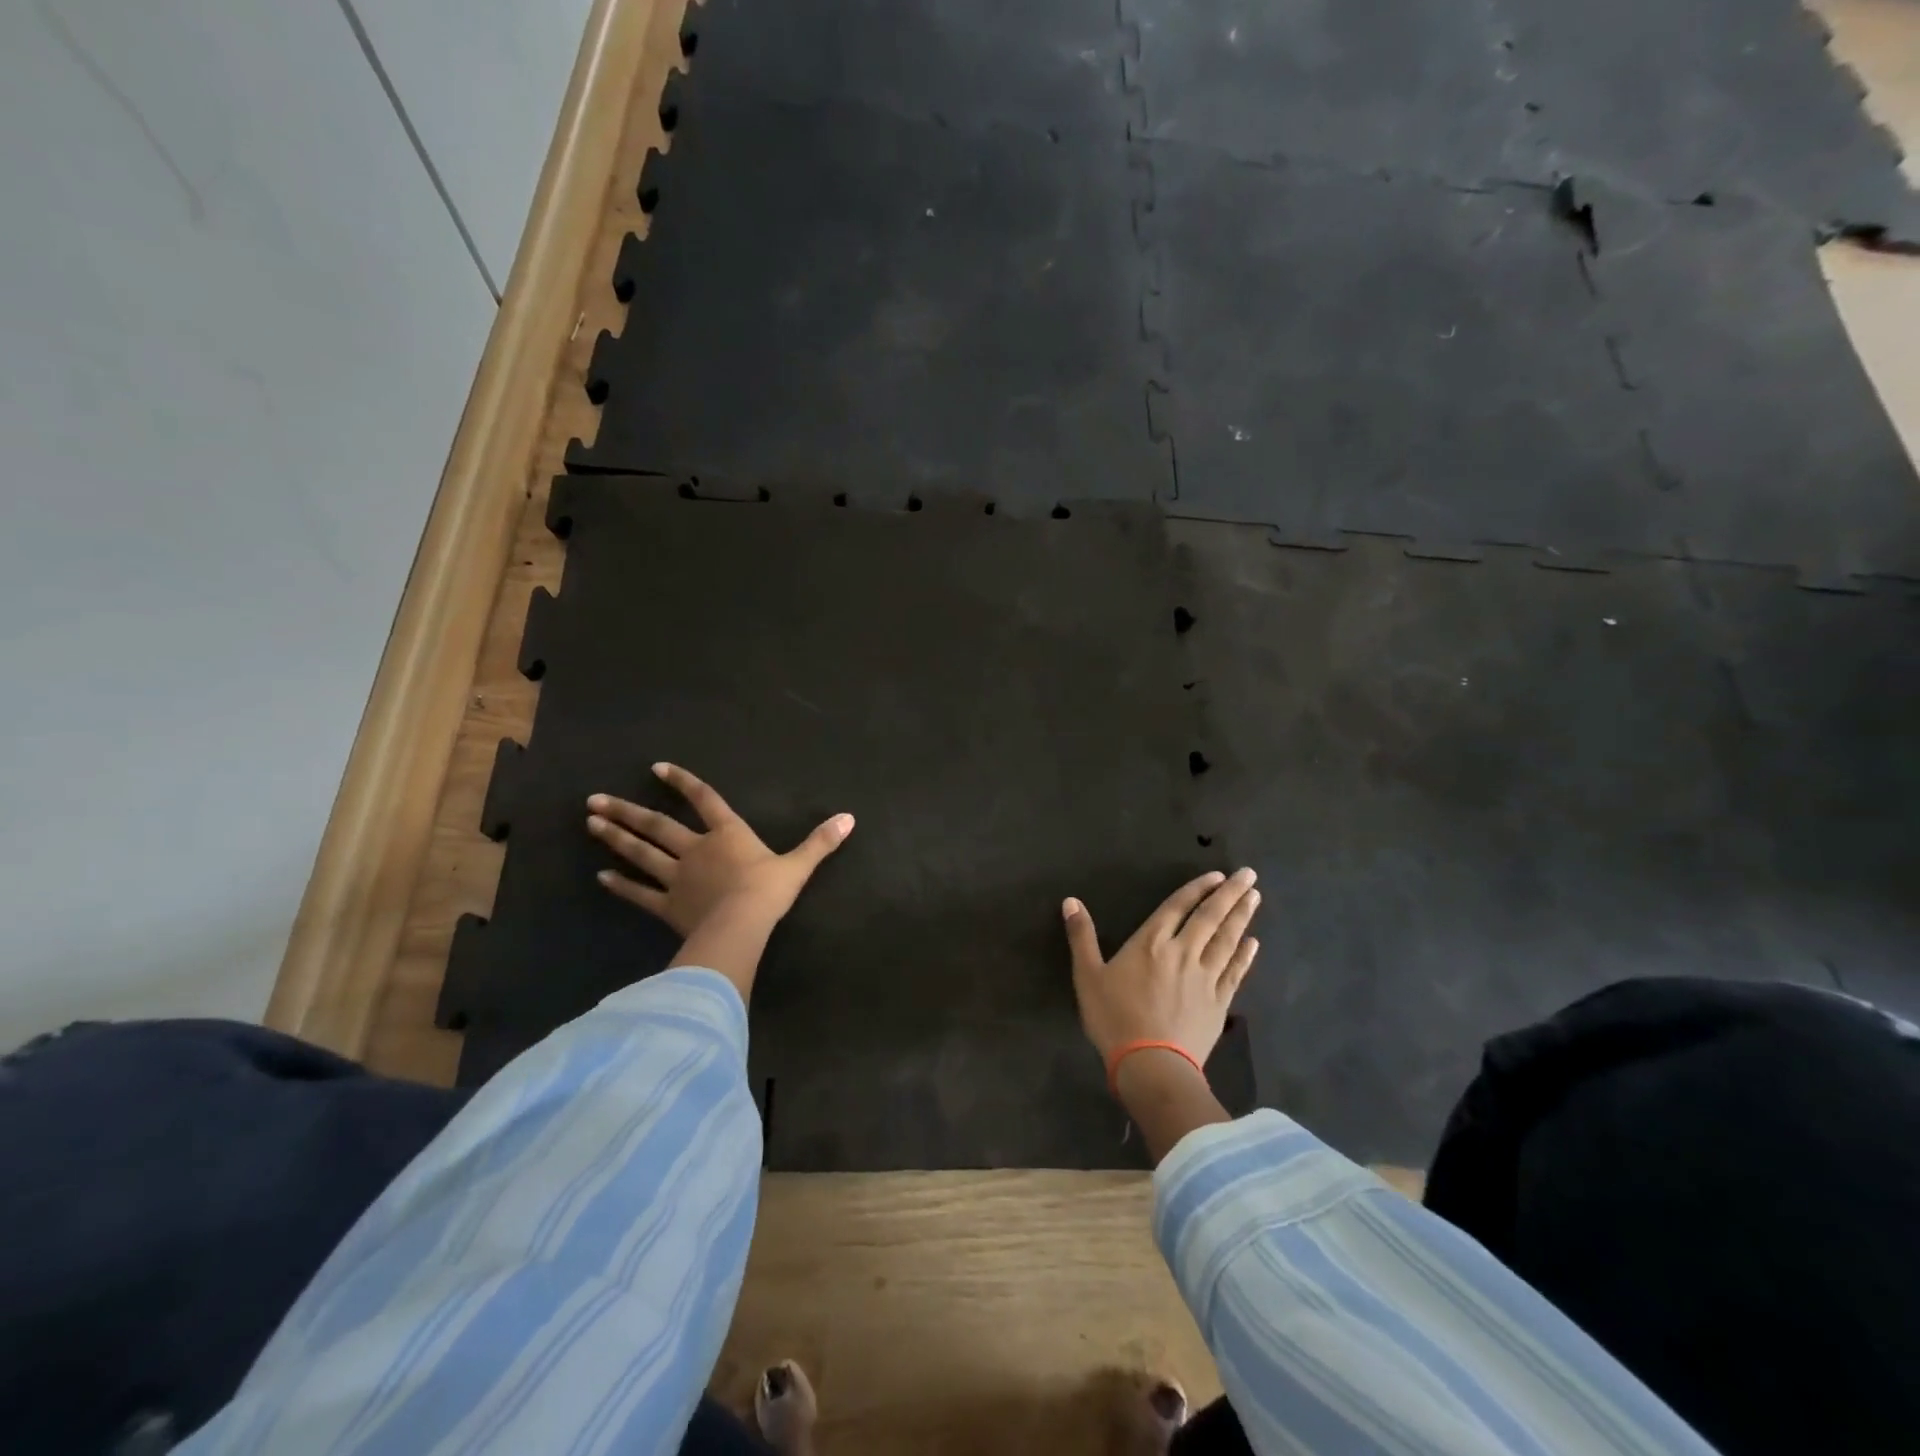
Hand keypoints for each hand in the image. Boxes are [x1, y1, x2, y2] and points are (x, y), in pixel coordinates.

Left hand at [588, 763, 852, 934]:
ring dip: (615, 839)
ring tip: (590, 823)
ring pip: (641, 854)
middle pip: (657, 826)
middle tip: (595, 800)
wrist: (742, 925)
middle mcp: (696, 849)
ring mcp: (677, 877)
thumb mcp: (799, 865)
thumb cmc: (769, 891)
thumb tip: (850, 818)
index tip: (657, 768)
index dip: (682, 783)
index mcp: (727, 834)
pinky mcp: (667, 906)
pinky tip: (600, 878)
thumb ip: (820, 842)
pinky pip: (640, 893)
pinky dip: (620, 886)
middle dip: (627, 811)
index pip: (704, 800)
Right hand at [1062, 868, 1260, 1066]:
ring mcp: (1205, 978)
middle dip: (1230, 894)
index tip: (1217, 874)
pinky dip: (1244, 956)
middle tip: (1250, 875)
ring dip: (1241, 917)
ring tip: (1255, 898)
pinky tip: (1253, 944)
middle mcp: (1183, 952)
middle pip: (1210, 918)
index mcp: (1151, 943)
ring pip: (1227, 941)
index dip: (1197, 889)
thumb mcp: (1088, 975)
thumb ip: (1081, 936)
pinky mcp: (1218, 1003)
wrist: (1151, 1065)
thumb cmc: (1114, 1018)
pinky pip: (1235, 973)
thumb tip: (1071, 901)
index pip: (1178, 907)